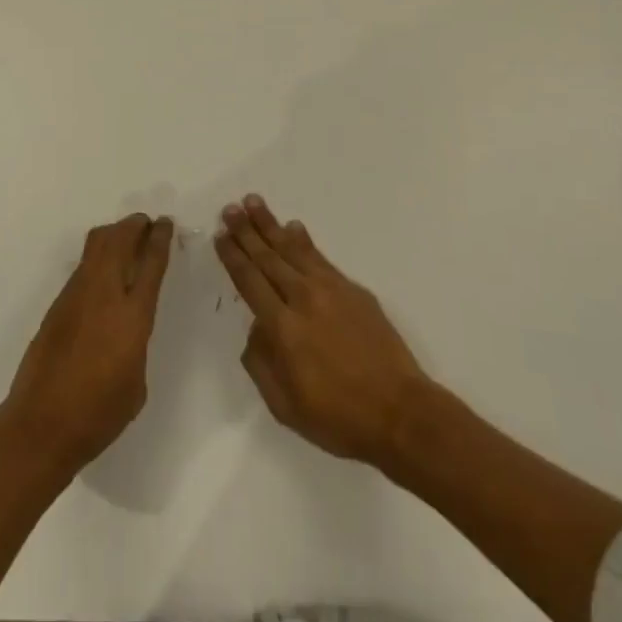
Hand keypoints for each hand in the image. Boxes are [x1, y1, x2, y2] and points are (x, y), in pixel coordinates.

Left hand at [0, 213, 173, 475]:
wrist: (41, 425)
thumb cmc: (98, 414)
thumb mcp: (136, 381)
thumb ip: (137, 342)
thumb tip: (128, 327)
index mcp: (132, 316)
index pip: (151, 263)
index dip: (160, 238)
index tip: (165, 223)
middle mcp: (105, 294)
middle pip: (120, 239)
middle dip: (135, 225)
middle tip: (146, 224)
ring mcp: (77, 294)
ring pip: (97, 244)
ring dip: (114, 233)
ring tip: (126, 239)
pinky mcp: (57, 303)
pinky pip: (83, 265)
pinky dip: (97, 256)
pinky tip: (103, 273)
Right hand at [216, 195, 429, 468]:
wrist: (400, 413)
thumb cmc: (339, 418)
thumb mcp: (286, 407)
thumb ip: (261, 365)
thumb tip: (255, 329)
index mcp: (283, 329)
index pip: (250, 282)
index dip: (233, 257)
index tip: (221, 236)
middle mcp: (303, 299)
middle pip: (268, 258)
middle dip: (246, 231)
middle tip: (230, 209)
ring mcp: (330, 290)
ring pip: (293, 249)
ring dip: (271, 225)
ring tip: (253, 202)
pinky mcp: (353, 290)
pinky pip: (320, 258)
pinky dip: (304, 241)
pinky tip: (294, 227)